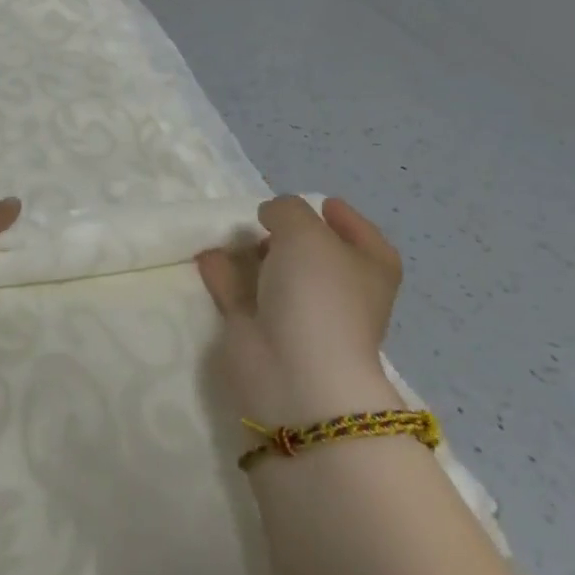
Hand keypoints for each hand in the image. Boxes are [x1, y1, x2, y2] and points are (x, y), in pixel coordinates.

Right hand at [195, 195, 404, 426]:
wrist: (295, 371)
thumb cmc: (318, 293)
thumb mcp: (305, 230)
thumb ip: (286, 209)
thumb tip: (271, 216)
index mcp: (368, 270)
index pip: (363, 236)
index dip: (344, 218)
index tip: (321, 203)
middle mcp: (338, 292)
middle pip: (314, 255)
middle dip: (289, 235)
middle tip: (263, 216)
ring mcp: (299, 314)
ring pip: (274, 273)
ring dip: (252, 253)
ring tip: (228, 229)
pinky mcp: (261, 330)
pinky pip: (239, 291)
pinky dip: (224, 273)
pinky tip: (205, 254)